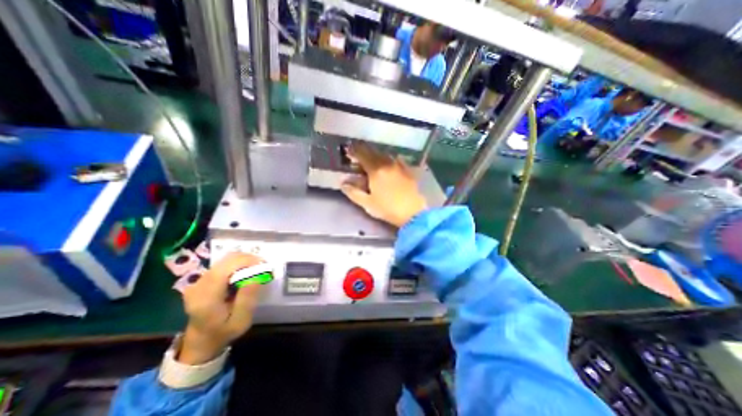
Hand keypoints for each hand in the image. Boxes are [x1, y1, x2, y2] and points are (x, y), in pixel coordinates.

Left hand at [178, 251, 260, 363]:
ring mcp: (199, 280)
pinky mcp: (203, 277)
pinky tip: (246, 272)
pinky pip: (224, 263)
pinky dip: (239, 263)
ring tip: (256, 269)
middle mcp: (199, 285)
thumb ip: (247, 299)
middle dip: (248, 259)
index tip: (264, 266)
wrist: (202, 339)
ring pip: (226, 259)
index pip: (225, 269)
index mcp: (206, 298)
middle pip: (227, 260)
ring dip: (245, 260)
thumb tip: (257, 276)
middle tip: (263, 267)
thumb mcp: (241, 321)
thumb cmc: (224, 331)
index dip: (246, 262)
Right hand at [342, 142, 428, 227]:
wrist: (413, 213)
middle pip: (373, 152)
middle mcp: (387, 164)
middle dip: (364, 151)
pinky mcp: (408, 170)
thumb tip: (342, 183)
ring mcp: (399, 166)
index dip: (354, 151)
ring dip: (376, 155)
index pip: (362, 155)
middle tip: (358, 155)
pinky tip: (388, 164)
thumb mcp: (368, 203)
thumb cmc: (388, 209)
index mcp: (376, 171)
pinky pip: (396, 160)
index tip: (348, 151)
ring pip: (385, 155)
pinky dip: (389, 159)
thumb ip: (353, 192)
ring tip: (372, 159)